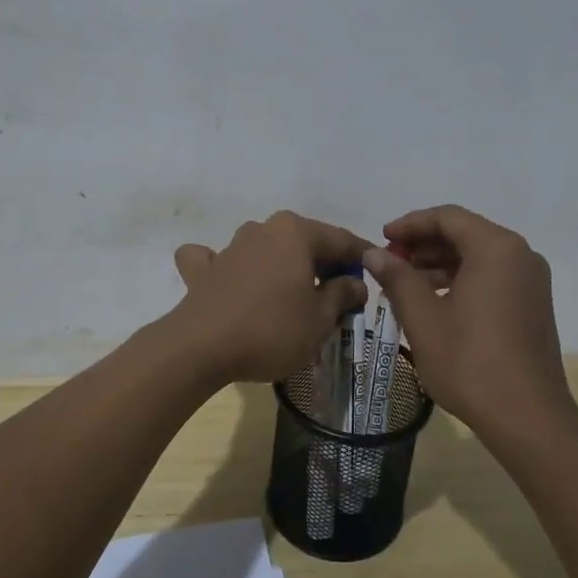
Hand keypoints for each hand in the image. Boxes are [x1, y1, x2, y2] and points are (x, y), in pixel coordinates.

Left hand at [170, 212, 371, 383]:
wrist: (201, 347)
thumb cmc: (272, 329)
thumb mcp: (320, 318)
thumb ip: (342, 294)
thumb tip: (355, 282)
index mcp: (295, 232)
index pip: (340, 239)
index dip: (362, 256)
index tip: (377, 272)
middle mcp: (262, 229)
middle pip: (303, 242)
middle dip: (323, 263)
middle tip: (340, 292)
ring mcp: (229, 247)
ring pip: (264, 249)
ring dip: (281, 266)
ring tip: (293, 295)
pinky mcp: (202, 270)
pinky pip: (217, 261)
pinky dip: (226, 267)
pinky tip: (229, 281)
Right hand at [363, 205, 570, 431]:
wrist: (528, 418)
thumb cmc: (470, 362)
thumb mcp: (423, 318)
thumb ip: (397, 278)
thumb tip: (373, 252)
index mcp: (496, 248)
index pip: (447, 217)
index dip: (410, 224)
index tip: (381, 238)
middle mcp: (520, 255)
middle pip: (465, 233)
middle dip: (424, 244)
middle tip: (389, 261)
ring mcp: (531, 281)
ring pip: (478, 256)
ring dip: (440, 263)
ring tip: (404, 283)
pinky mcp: (533, 305)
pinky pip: (492, 276)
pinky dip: (461, 280)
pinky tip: (433, 301)